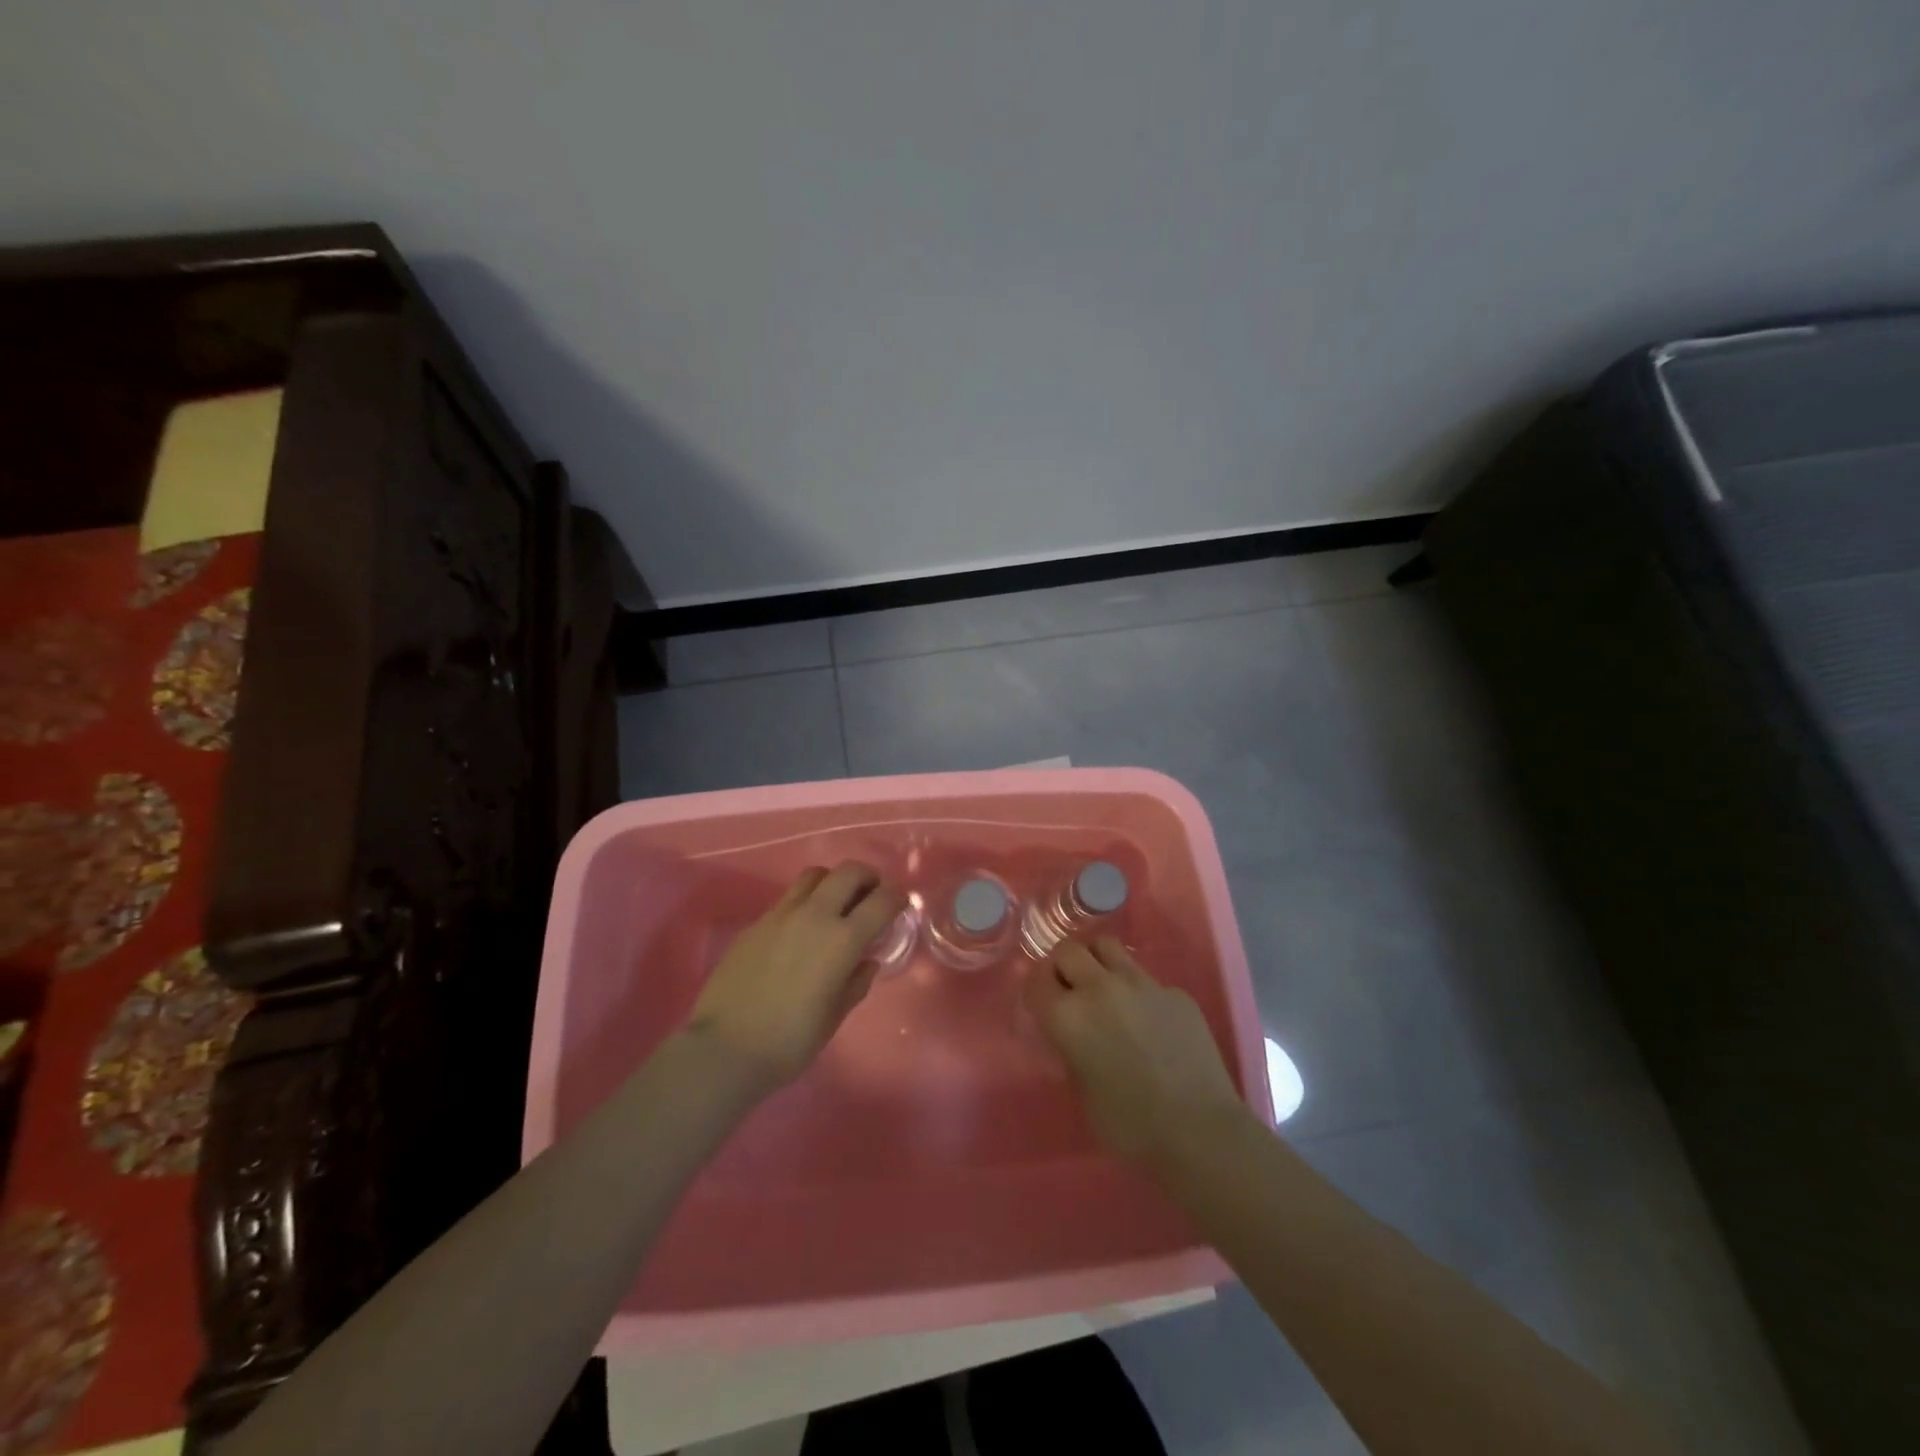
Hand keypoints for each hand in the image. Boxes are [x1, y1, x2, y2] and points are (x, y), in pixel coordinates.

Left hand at [684, 862, 905, 1093]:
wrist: (724, 1048)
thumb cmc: (789, 1042)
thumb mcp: (833, 1017)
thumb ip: (856, 983)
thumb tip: (866, 961)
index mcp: (842, 940)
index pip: (882, 900)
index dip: (896, 898)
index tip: (899, 906)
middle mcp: (815, 915)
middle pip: (849, 872)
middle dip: (867, 878)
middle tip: (871, 896)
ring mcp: (782, 914)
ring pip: (815, 875)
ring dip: (833, 882)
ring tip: (835, 904)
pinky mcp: (757, 922)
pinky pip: (789, 897)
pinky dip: (805, 901)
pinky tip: (801, 928)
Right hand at [1024, 937, 1248, 1167]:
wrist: (1200, 1130)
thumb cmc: (1130, 1125)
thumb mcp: (1082, 1092)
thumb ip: (1072, 1051)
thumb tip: (1076, 1036)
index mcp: (1068, 1016)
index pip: (1036, 981)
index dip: (1039, 992)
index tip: (1045, 1005)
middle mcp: (1100, 987)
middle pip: (1068, 950)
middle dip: (1064, 967)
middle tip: (1072, 992)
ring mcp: (1141, 983)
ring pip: (1107, 946)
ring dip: (1098, 963)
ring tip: (1106, 990)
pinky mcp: (1175, 991)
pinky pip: (1147, 978)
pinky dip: (1139, 992)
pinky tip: (1152, 1023)